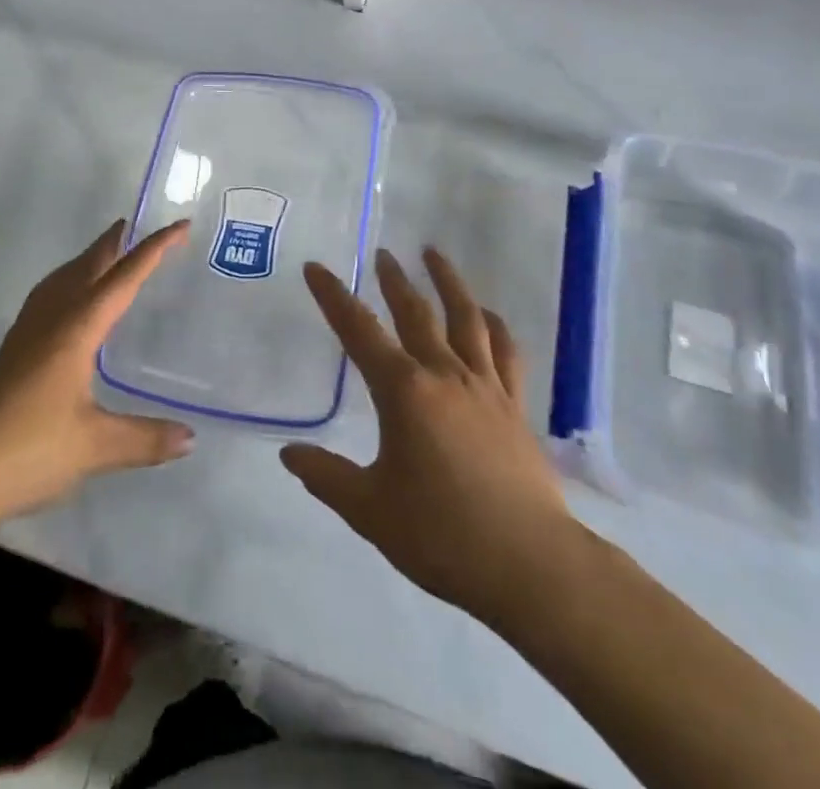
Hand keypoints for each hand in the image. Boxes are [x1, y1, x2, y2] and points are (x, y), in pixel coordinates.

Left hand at [0, 221, 194, 532]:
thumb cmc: (26, 450)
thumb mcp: (95, 448)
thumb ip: (145, 438)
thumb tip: (190, 438)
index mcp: (75, 329)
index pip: (123, 279)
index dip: (153, 249)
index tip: (180, 225)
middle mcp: (50, 322)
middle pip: (86, 268)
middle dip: (113, 244)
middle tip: (135, 224)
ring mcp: (24, 337)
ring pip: (60, 281)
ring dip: (85, 261)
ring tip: (104, 256)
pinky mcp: (10, 356)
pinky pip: (45, 300)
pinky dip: (65, 285)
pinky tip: (66, 308)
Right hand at [281, 248, 574, 626]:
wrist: (529, 565)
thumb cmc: (442, 535)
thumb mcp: (369, 510)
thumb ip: (327, 477)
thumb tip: (289, 453)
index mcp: (403, 391)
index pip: (358, 331)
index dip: (333, 297)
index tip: (316, 268)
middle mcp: (444, 374)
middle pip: (415, 312)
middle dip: (394, 280)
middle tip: (382, 253)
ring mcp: (485, 387)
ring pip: (465, 318)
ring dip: (448, 282)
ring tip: (434, 254)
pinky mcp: (514, 406)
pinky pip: (505, 353)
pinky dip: (495, 326)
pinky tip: (488, 315)